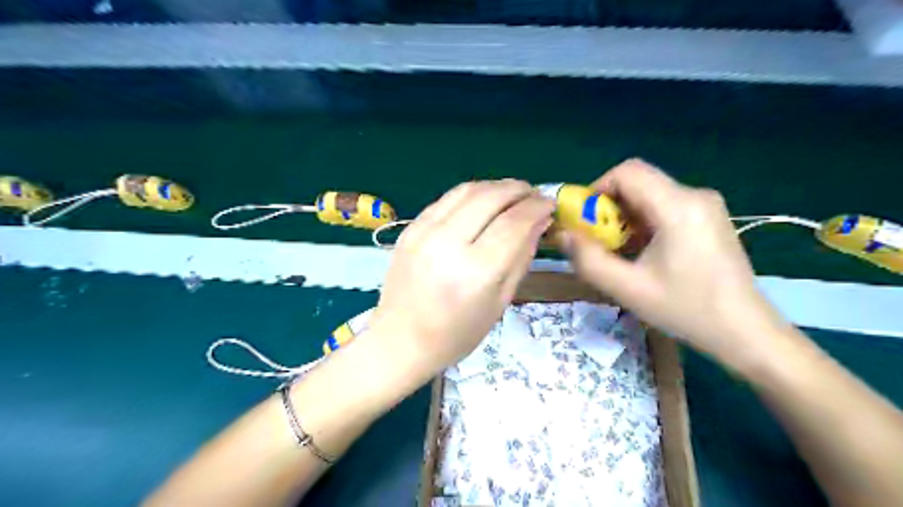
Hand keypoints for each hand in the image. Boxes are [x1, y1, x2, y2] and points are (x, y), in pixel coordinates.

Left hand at [368, 178, 553, 379]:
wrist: (400, 340)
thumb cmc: (456, 334)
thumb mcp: (499, 303)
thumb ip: (521, 258)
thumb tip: (539, 222)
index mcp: (475, 272)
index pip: (513, 223)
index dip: (537, 208)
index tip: (550, 204)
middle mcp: (447, 244)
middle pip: (490, 198)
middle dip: (519, 189)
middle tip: (534, 194)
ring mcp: (423, 232)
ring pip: (467, 190)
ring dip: (496, 186)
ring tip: (513, 193)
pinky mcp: (410, 228)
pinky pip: (446, 199)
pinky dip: (471, 194)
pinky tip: (483, 202)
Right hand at [563, 159, 786, 359]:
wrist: (745, 332)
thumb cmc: (687, 310)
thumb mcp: (628, 289)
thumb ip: (588, 260)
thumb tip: (562, 234)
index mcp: (678, 207)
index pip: (627, 172)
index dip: (597, 189)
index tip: (585, 220)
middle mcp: (695, 195)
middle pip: (638, 182)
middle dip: (608, 206)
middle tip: (598, 240)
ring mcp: (705, 205)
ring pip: (649, 194)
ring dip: (624, 216)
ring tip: (619, 250)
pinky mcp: (708, 216)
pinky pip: (664, 206)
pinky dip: (642, 222)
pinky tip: (642, 252)